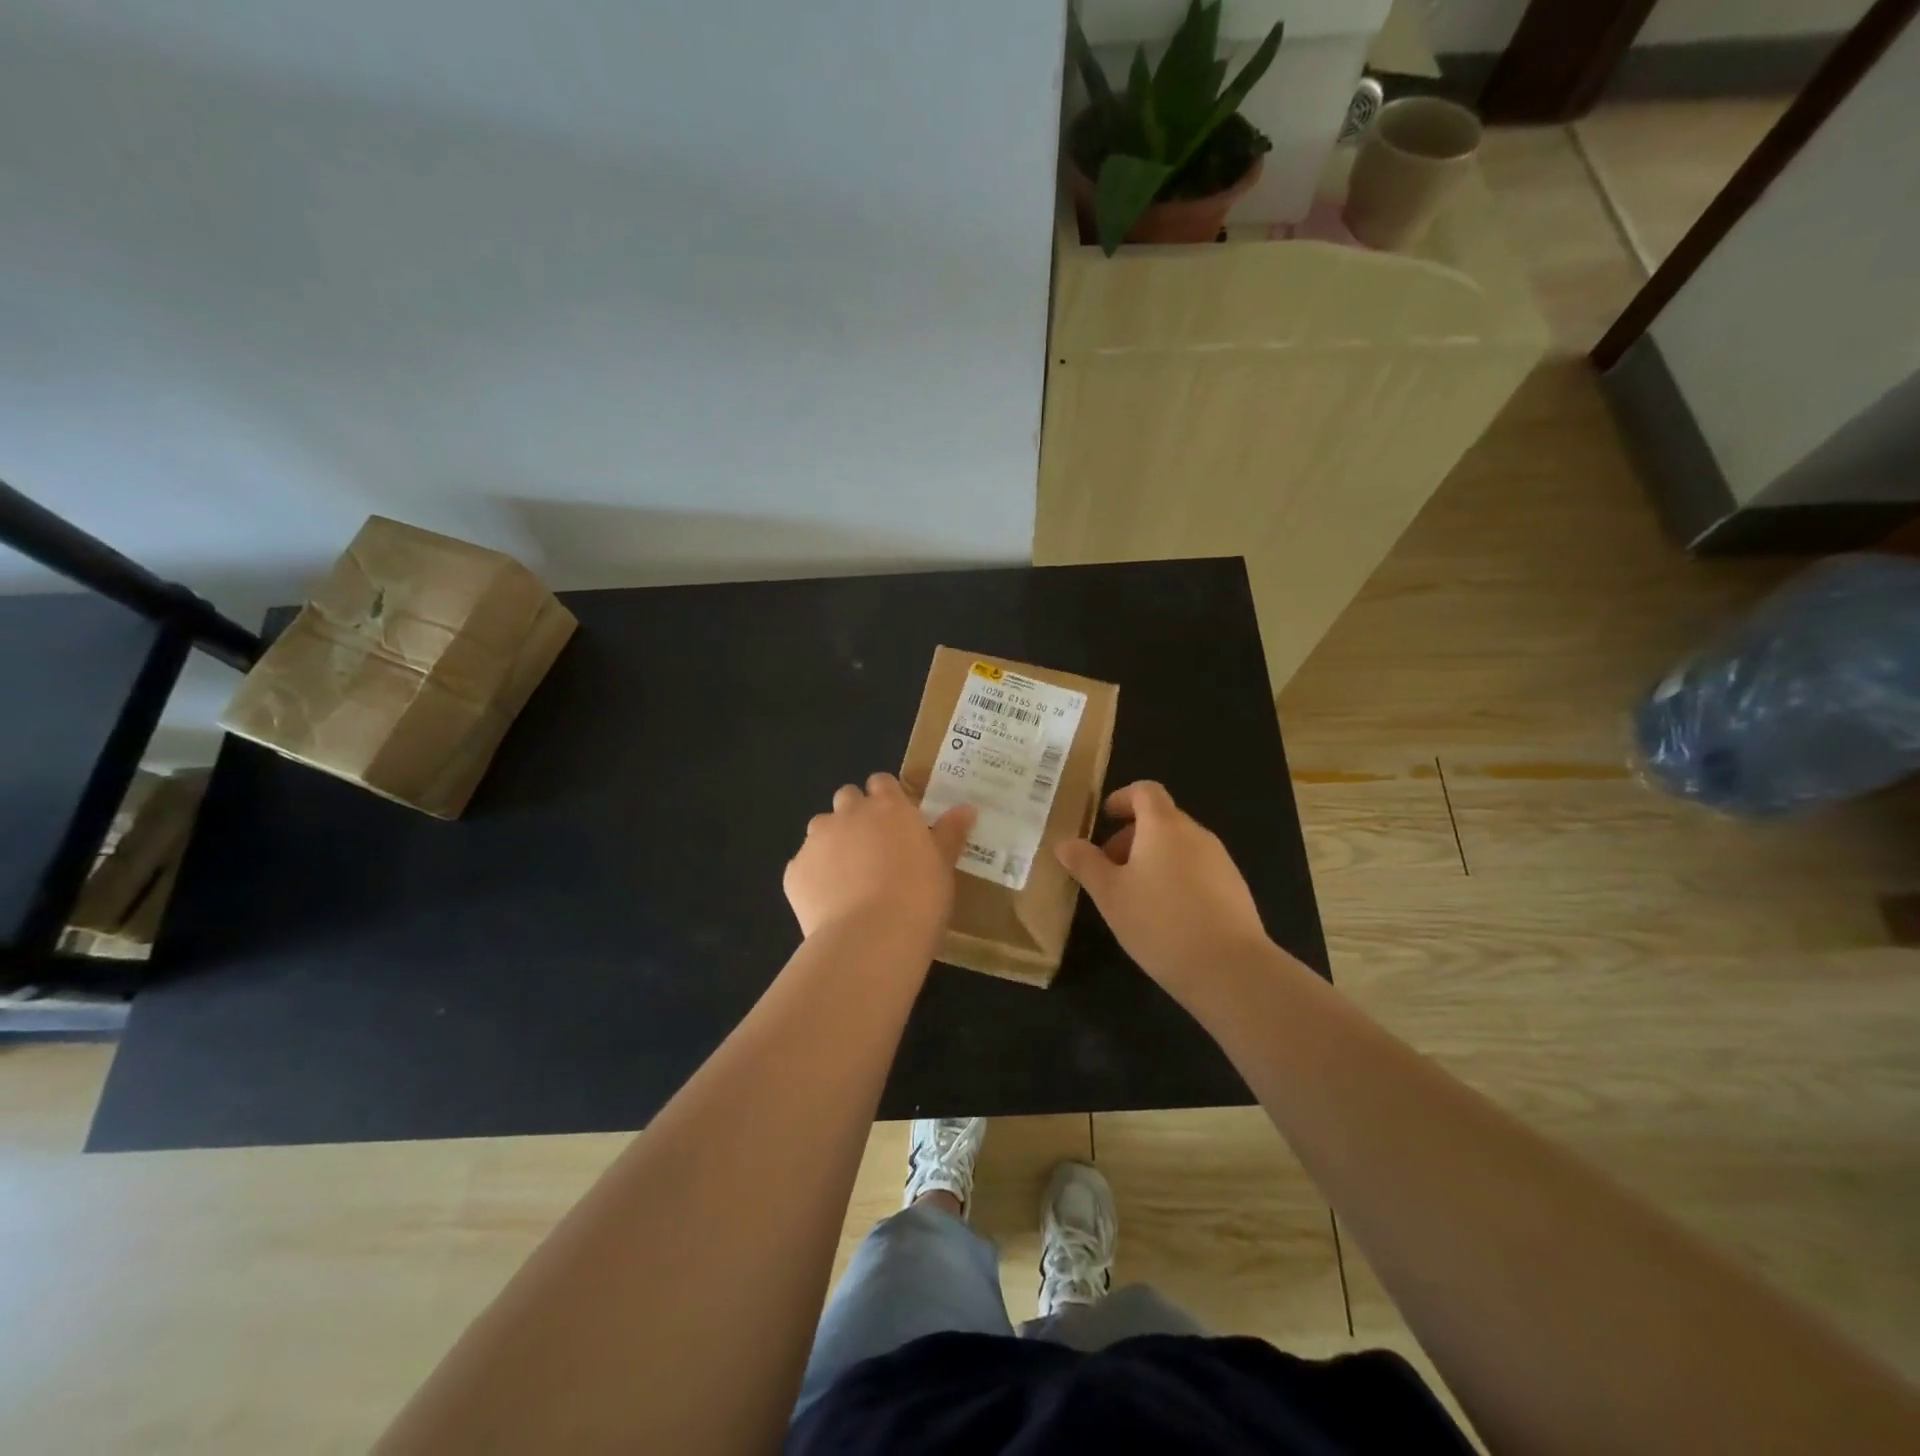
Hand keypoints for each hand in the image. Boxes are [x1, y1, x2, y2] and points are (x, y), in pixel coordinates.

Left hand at [784, 773, 975, 944]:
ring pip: (820, 829)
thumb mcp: (943, 866)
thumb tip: (967, 808)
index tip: (896, 820)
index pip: (882, 782)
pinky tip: (830, 904)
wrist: (870, 939)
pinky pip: (803, 866)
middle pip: (847, 798)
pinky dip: (814, 877)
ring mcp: (817, 841)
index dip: (887, 797)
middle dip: (855, 814)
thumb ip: (950, 833)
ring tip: (848, 877)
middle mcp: (849, 814)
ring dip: (832, 842)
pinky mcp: (794, 871)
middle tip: (873, 847)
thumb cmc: (919, 899)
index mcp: (889, 808)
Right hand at [1056, 781, 1268, 995]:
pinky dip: (1177, 879)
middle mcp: (1196, 834)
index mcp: (1164, 826)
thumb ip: (1086, 864)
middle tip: (1110, 870)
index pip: (1145, 791)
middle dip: (1132, 837)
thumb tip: (1065, 843)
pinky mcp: (1235, 889)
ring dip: (1154, 859)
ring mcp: (1221, 861)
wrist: (1231, 969)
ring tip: (1135, 898)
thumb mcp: (1110, 895)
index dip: (1122, 798)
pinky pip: (1198, 870)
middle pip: (1162, 819)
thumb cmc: (1160, 922)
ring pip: (1180, 847)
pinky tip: (1167, 917)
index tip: (1105, 818)